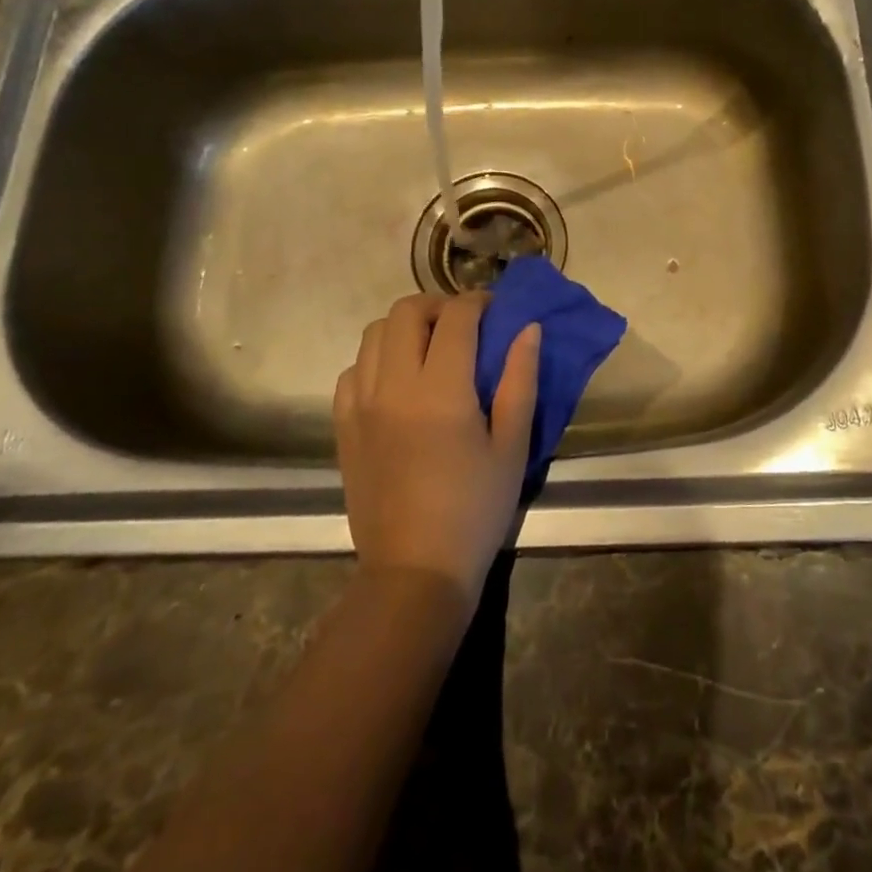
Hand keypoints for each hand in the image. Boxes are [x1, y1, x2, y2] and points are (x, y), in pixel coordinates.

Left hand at [333, 293, 540, 608]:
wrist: (415, 569)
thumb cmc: (476, 508)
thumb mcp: (512, 445)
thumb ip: (520, 379)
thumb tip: (528, 329)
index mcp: (442, 389)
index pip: (456, 317)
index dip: (478, 302)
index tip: (494, 309)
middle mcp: (394, 385)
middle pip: (405, 311)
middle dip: (438, 305)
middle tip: (462, 324)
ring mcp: (361, 404)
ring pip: (374, 334)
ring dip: (405, 328)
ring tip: (430, 348)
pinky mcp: (344, 426)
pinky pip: (353, 370)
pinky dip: (377, 360)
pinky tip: (398, 382)